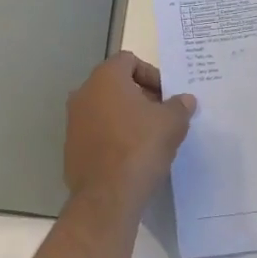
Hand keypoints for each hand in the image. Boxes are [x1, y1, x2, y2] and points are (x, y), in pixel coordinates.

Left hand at [65, 52, 193, 215]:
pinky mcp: (71, 147)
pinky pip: (96, 132)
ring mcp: (73, 121)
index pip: (129, 60)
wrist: (107, 197)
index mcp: (106, 78)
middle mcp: (84, 93)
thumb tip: (186, 100)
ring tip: (148, 137)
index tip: (166, 96)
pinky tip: (130, 156)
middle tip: (161, 115)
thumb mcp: (171, 123)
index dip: (151, 74)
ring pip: (105, 108)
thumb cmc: (140, 147)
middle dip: (140, 95)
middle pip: (116, 84)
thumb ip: (180, 106)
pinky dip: (112, 136)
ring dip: (126, 116)